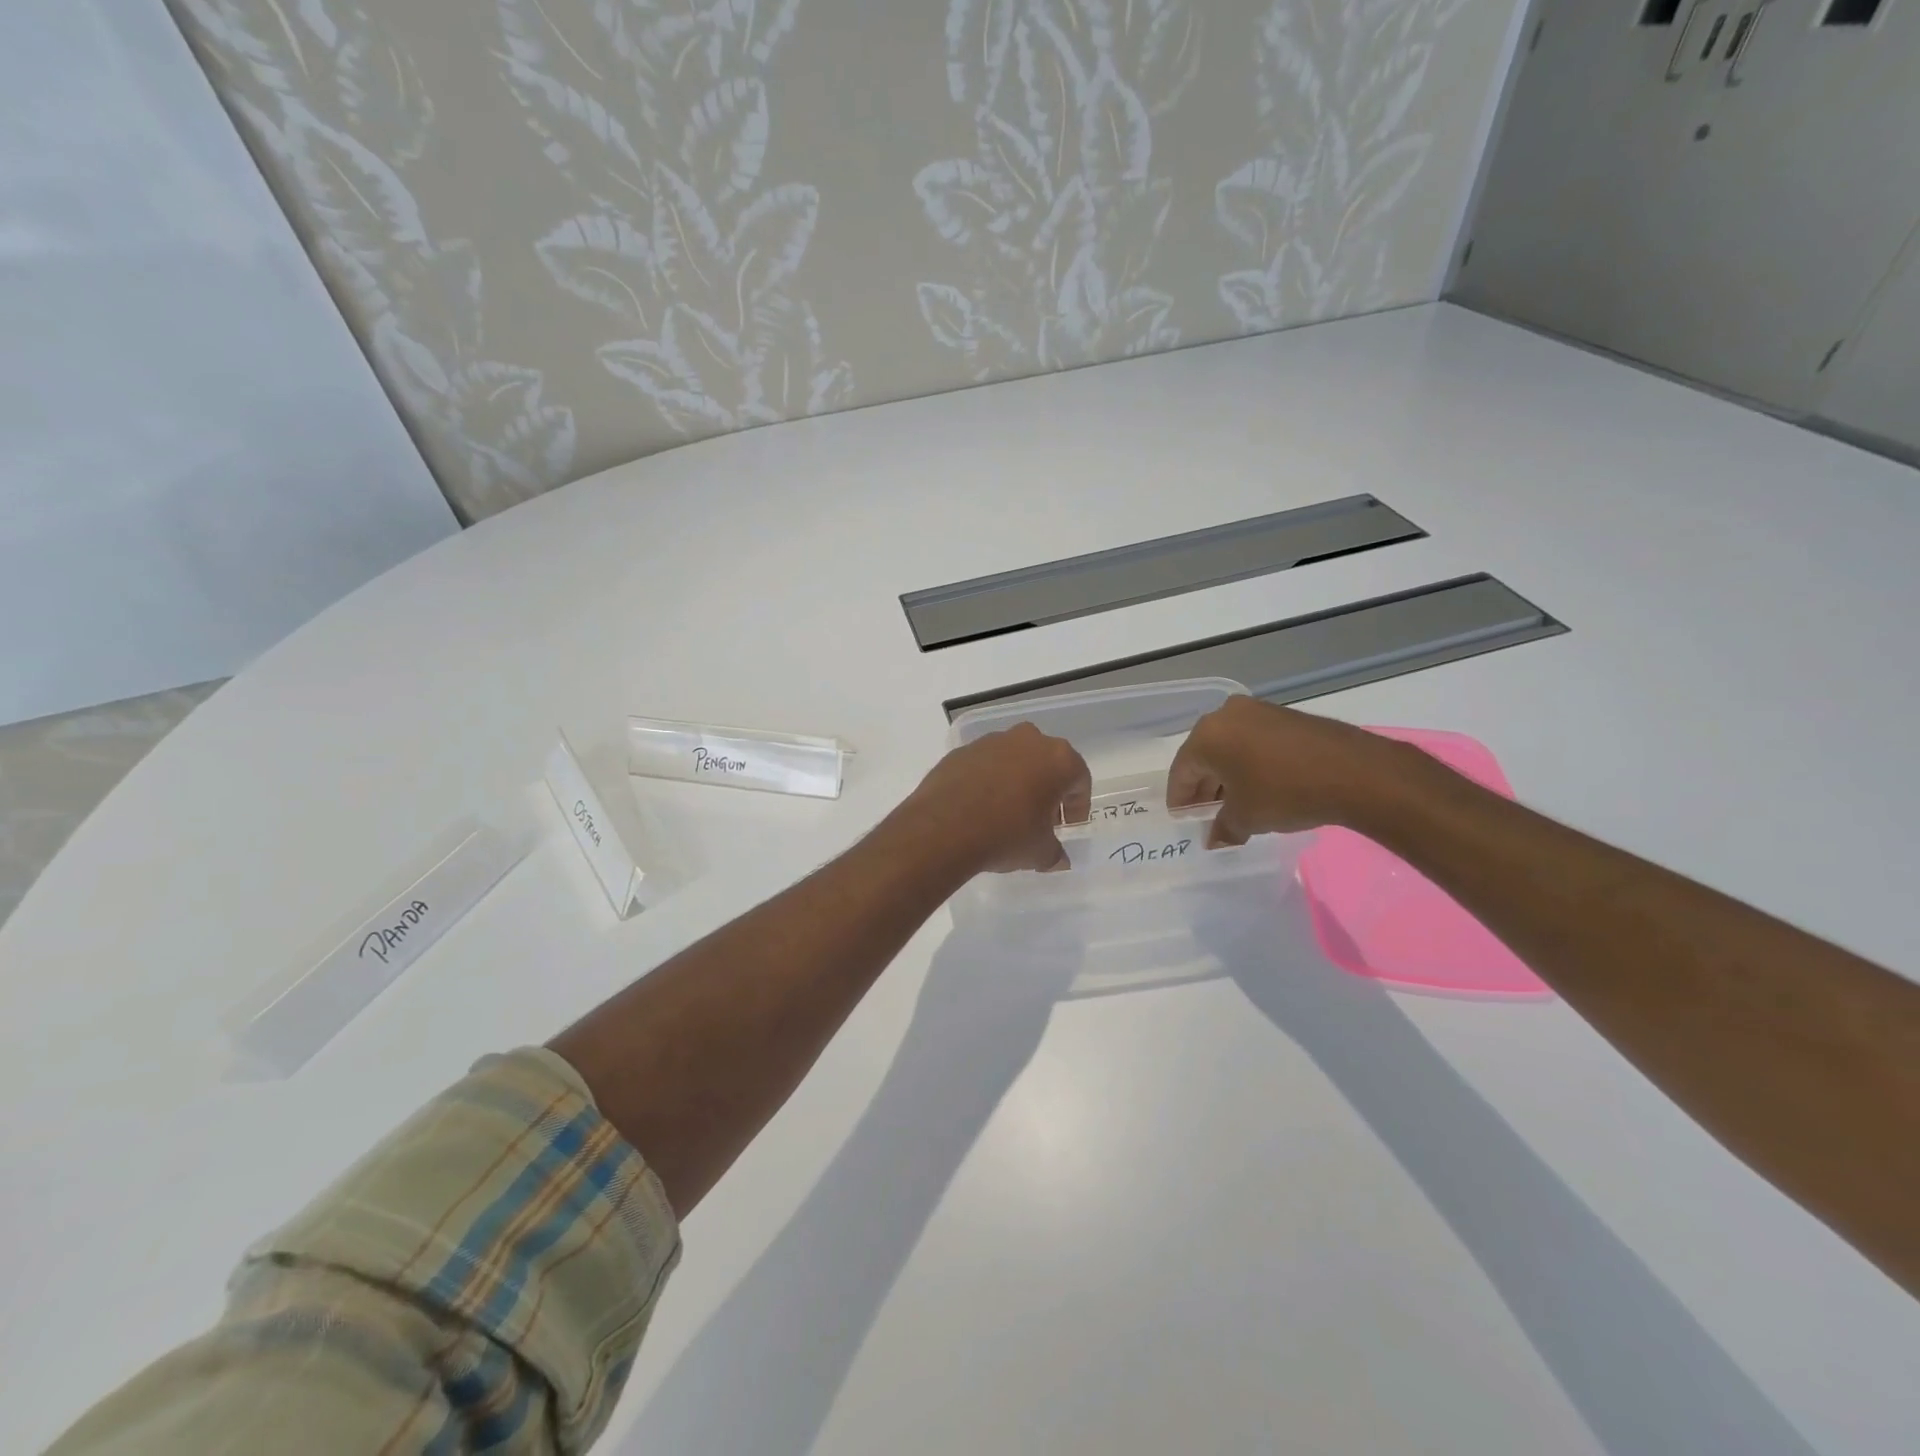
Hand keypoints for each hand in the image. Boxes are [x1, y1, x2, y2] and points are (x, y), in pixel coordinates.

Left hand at [899, 723, 1091, 872]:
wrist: (943, 828)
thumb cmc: (1006, 834)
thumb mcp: (1039, 852)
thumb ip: (1055, 853)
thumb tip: (1058, 859)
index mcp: (1058, 758)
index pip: (1079, 780)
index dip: (1077, 807)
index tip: (1068, 827)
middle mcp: (1027, 740)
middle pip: (1047, 763)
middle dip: (1047, 789)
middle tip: (1041, 818)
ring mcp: (991, 742)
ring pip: (1015, 759)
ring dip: (1017, 781)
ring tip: (1008, 813)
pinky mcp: (962, 751)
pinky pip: (985, 765)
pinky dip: (988, 781)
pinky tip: (980, 808)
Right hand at [1166, 696, 1413, 846]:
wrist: (1354, 772)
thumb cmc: (1285, 793)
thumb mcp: (1247, 818)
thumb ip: (1223, 828)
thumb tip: (1214, 839)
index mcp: (1206, 736)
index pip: (1181, 771)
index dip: (1180, 799)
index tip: (1183, 820)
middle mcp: (1226, 715)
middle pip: (1204, 756)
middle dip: (1204, 786)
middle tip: (1208, 814)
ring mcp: (1257, 711)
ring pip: (1230, 747)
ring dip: (1228, 775)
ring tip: (1236, 803)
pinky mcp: (1284, 715)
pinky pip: (1253, 741)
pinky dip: (1250, 763)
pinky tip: (1261, 786)